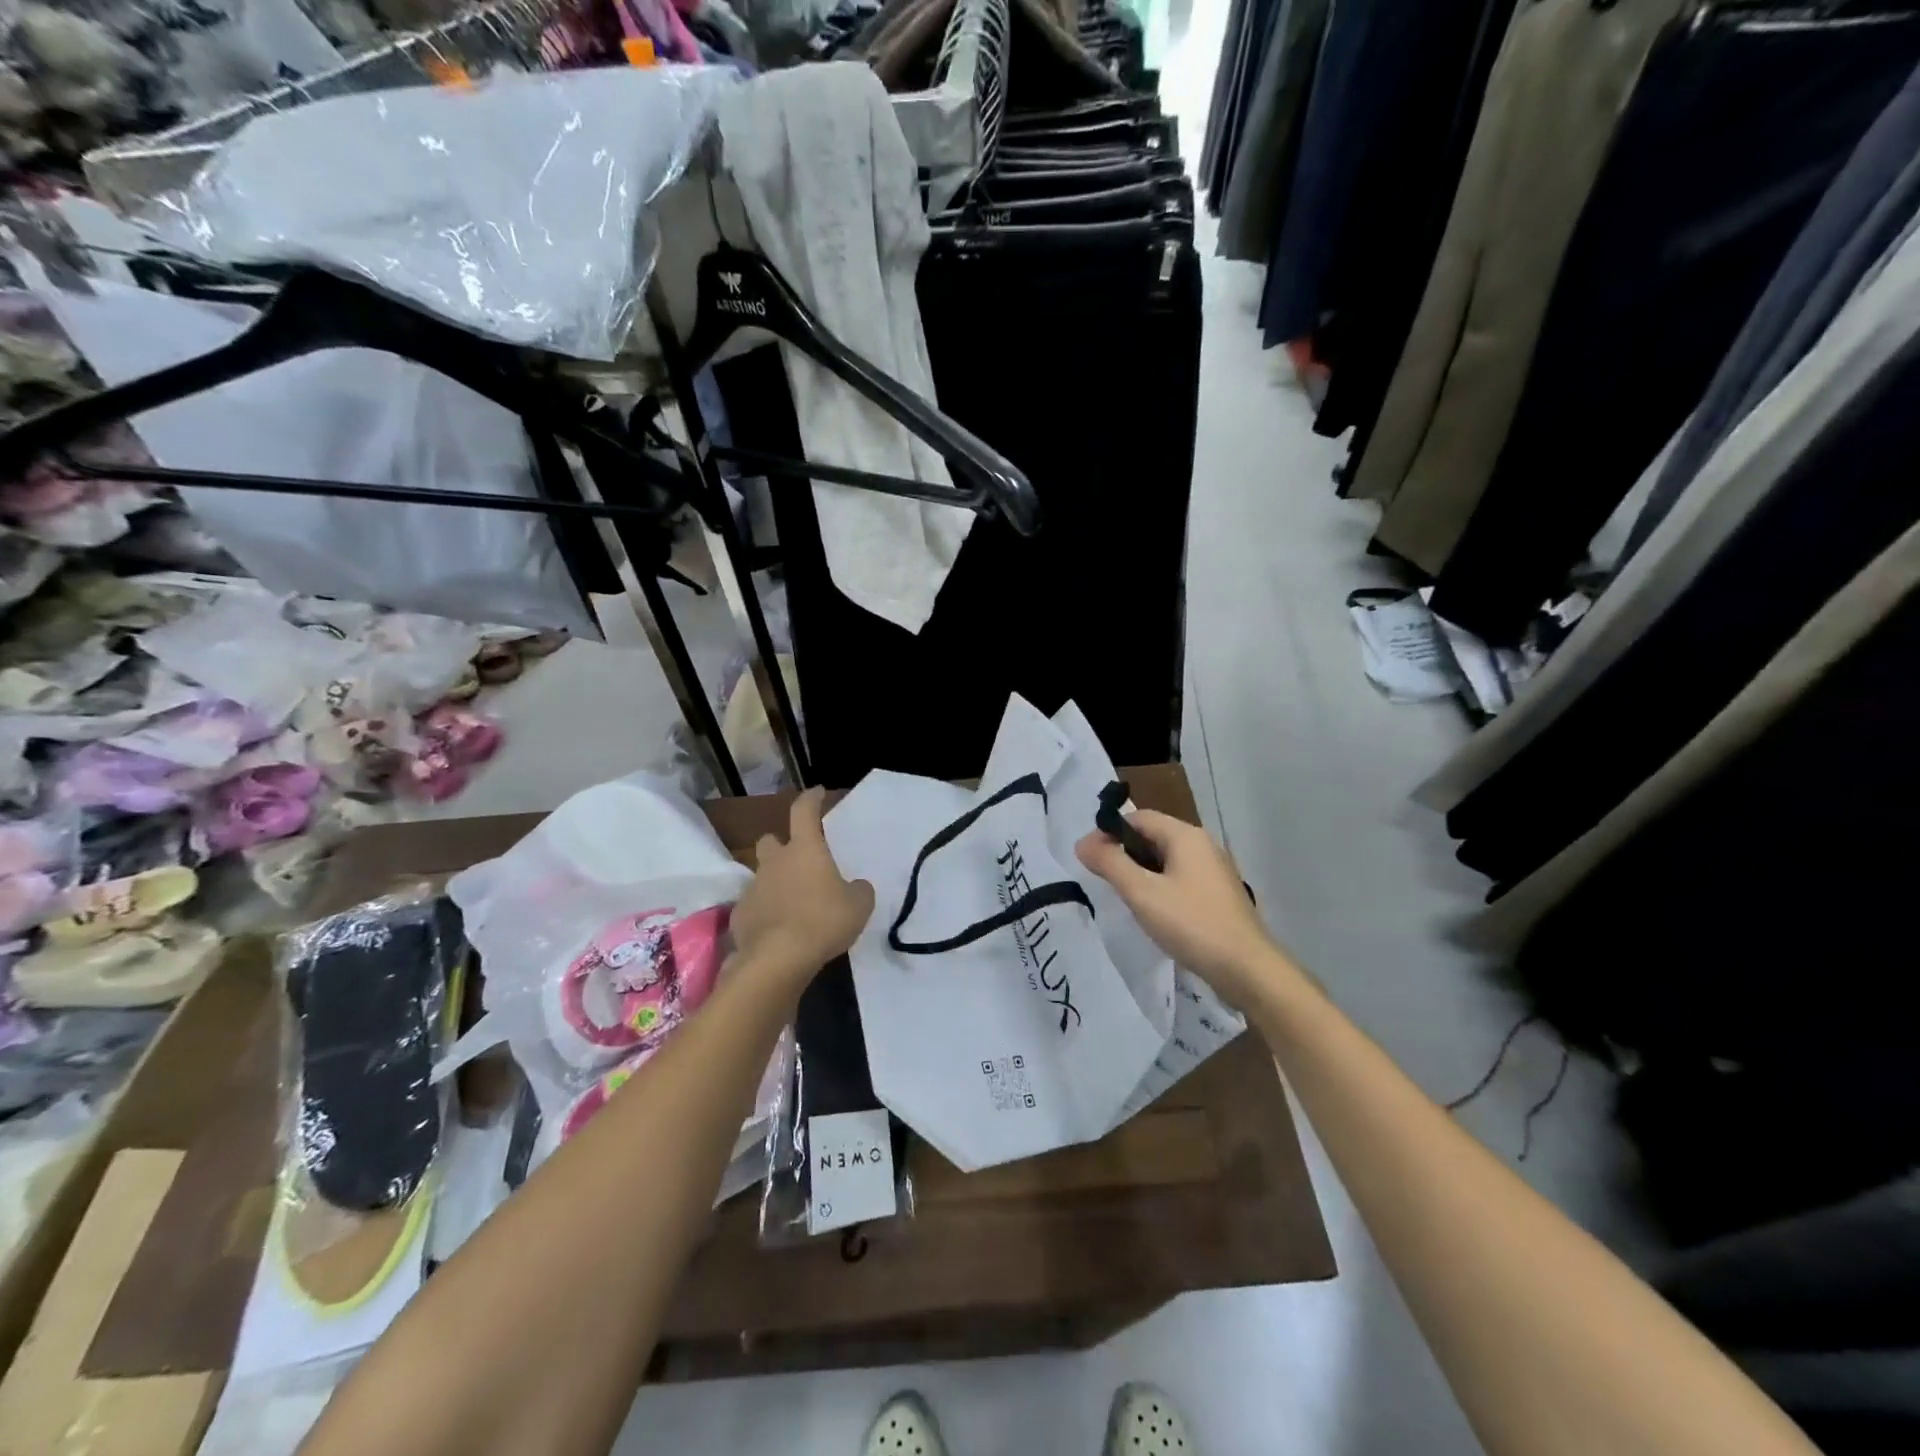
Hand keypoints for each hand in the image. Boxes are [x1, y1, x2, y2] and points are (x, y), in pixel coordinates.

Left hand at [731, 788, 874, 983]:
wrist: (778, 959)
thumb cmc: (823, 921)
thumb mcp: (859, 905)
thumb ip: (858, 890)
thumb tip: (855, 887)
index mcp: (804, 849)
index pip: (803, 811)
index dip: (811, 799)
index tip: (817, 793)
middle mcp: (775, 862)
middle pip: (770, 840)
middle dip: (781, 845)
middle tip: (798, 860)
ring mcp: (753, 888)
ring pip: (762, 875)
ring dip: (775, 882)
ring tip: (793, 903)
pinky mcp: (740, 915)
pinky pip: (754, 906)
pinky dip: (765, 912)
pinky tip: (778, 930)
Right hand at [1076, 811, 1283, 1004]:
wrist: (1248, 969)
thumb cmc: (1192, 924)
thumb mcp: (1142, 893)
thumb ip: (1110, 864)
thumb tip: (1082, 842)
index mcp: (1185, 836)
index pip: (1138, 817)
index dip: (1109, 832)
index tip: (1089, 858)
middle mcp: (1202, 844)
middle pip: (1153, 835)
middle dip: (1124, 852)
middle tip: (1103, 879)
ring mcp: (1213, 869)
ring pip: (1166, 859)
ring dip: (1141, 871)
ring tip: (1125, 897)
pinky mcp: (1218, 893)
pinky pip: (1180, 877)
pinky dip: (1160, 886)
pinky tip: (1153, 911)